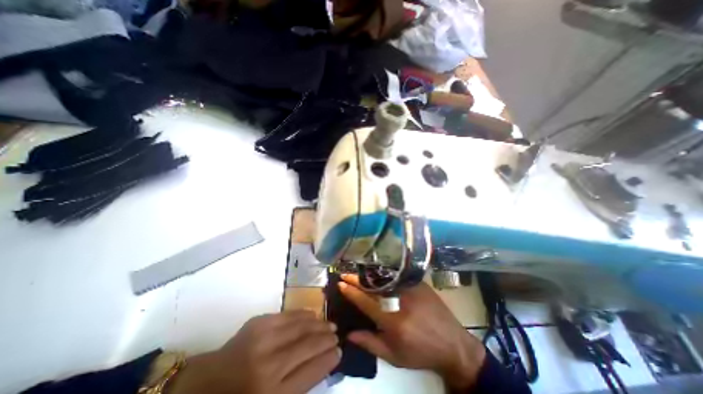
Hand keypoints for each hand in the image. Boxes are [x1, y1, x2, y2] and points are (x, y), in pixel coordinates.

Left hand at [166, 311, 337, 393]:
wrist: (207, 381)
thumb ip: (298, 384)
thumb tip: (324, 360)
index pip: (311, 372)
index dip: (328, 359)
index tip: (339, 351)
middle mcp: (269, 366)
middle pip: (308, 346)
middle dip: (326, 339)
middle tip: (337, 334)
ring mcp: (263, 340)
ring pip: (301, 327)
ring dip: (319, 324)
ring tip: (329, 324)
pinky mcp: (258, 322)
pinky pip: (289, 315)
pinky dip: (304, 314)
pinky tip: (313, 315)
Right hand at [339, 273, 484, 390]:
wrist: (452, 344)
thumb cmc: (421, 353)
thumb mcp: (394, 356)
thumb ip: (370, 344)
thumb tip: (348, 334)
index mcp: (392, 320)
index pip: (366, 301)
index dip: (351, 292)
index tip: (341, 284)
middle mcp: (400, 300)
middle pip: (373, 286)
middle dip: (357, 279)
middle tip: (346, 274)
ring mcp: (411, 288)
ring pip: (385, 278)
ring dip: (369, 275)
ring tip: (358, 273)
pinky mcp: (419, 282)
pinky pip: (397, 276)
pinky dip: (385, 274)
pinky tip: (378, 274)